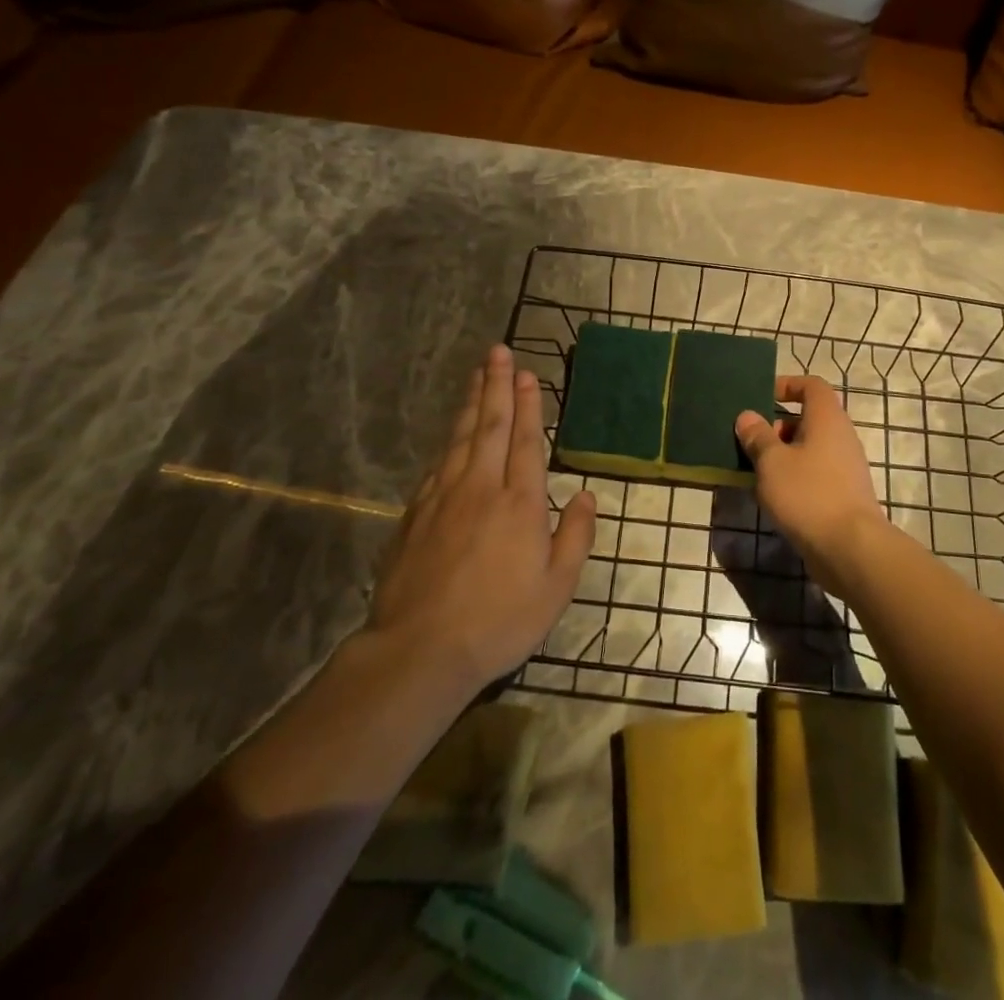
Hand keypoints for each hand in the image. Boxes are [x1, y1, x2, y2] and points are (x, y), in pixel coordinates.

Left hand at [369, 345, 595, 696]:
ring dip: (471, 403)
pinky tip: (453, 432)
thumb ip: (576, 536)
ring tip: (477, 374)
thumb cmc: (500, 621)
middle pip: (490, 425)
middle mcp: (481, 487)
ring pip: (460, 438)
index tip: (526, 373)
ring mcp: (443, 497)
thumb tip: (588, 495)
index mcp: (520, 502)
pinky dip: (449, 441)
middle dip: (496, 385)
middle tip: (497, 351)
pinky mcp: (415, 513)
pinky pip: (438, 464)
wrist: (420, 650)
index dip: (527, 404)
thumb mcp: (556, 588)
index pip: (525, 440)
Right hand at [735, 375, 889, 595]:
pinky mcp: (844, 494)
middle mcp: (841, 436)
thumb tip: (747, 416)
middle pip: (808, 418)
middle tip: (750, 442)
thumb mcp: (772, 462)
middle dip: (778, 427)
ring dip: (783, 455)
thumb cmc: (808, 494)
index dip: (787, 385)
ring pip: (810, 449)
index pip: (812, 385)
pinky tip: (773, 497)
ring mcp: (846, 467)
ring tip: (755, 472)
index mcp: (827, 418)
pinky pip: (815, 473)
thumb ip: (758, 436)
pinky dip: (794, 477)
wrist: (850, 548)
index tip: (762, 397)